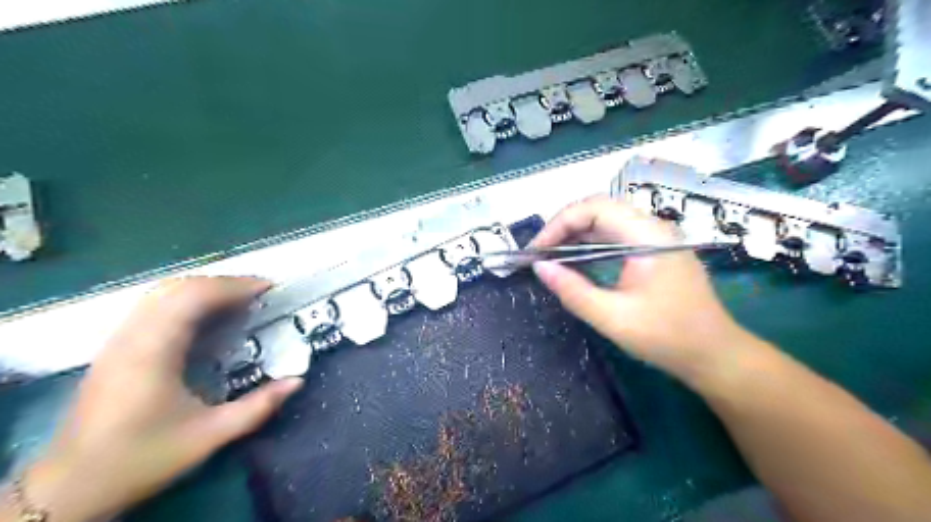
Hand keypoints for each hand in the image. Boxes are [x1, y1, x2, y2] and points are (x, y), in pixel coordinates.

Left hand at [23, 277, 300, 521]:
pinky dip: (187, 299)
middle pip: (177, 287)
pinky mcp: (115, 348)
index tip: (268, 288)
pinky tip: (207, 314)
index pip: (193, 298)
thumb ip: (257, 407)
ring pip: (162, 293)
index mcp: (153, 353)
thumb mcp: (209, 437)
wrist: (70, 487)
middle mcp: (131, 338)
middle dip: (223, 282)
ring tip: (239, 298)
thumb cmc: (141, 458)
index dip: (233, 286)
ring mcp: (118, 341)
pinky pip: (154, 306)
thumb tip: (297, 381)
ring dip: (205, 288)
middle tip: (259, 292)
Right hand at [532, 198, 746, 385]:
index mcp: (647, 236)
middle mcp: (652, 228)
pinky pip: (615, 237)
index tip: (537, 250)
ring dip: (575, 235)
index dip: (560, 223)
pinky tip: (575, 262)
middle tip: (539, 253)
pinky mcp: (654, 251)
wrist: (715, 355)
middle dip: (564, 227)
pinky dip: (590, 245)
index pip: (595, 208)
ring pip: (606, 222)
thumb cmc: (668, 337)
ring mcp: (655, 238)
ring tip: (550, 257)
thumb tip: (539, 267)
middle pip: (599, 210)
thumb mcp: (613, 318)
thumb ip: (573, 290)